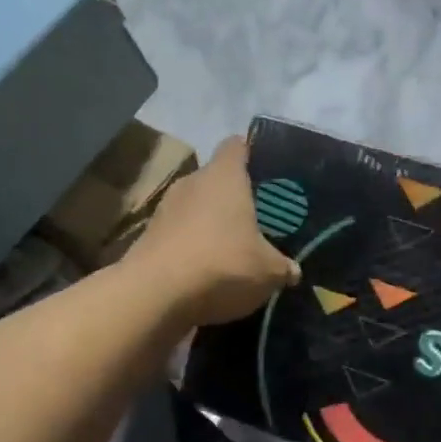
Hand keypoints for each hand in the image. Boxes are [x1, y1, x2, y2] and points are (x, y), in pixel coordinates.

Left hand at [127, 137, 300, 326]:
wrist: (154, 295)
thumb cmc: (221, 264)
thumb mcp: (267, 271)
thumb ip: (282, 266)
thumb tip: (293, 270)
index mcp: (224, 176)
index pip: (237, 146)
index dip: (252, 153)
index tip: (267, 171)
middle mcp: (192, 182)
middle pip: (215, 178)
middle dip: (233, 196)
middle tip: (257, 217)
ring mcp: (165, 209)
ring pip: (195, 207)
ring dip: (210, 223)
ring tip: (232, 247)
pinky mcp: (148, 237)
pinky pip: (178, 234)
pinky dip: (191, 246)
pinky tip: (205, 271)